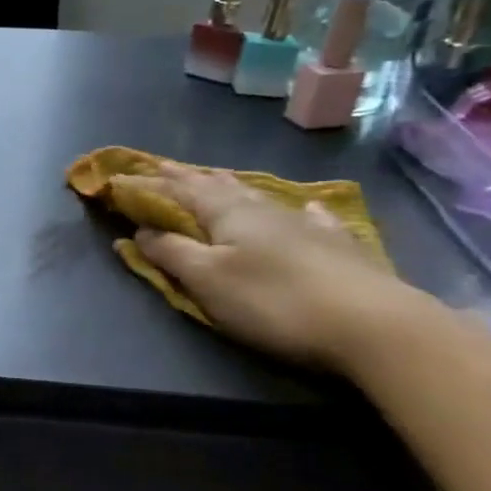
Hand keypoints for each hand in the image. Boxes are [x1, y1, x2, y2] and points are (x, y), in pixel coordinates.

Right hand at [135, 164, 428, 371]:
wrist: (374, 325)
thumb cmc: (274, 301)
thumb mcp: (207, 280)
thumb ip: (170, 253)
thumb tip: (139, 231)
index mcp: (224, 211)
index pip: (175, 191)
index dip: (144, 185)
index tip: (116, 179)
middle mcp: (260, 208)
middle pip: (214, 185)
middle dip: (183, 177)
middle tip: (160, 166)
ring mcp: (302, 223)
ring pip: (255, 195)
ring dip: (228, 185)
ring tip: (214, 177)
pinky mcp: (337, 246)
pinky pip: (310, 218)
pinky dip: (299, 210)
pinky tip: (307, 208)